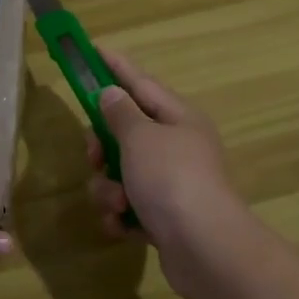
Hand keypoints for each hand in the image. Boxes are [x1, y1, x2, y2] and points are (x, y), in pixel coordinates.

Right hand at [84, 48, 260, 298]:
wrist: (205, 248)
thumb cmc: (171, 179)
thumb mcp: (140, 137)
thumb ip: (120, 113)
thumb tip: (111, 93)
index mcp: (178, 118)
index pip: (140, 83)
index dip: (114, 66)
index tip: (92, 49)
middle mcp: (177, 147)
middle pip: (125, 133)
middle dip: (102, 146)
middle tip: (94, 156)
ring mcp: (171, 184)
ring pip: (121, 173)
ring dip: (108, 188)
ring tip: (117, 202)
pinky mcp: (163, 218)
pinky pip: (128, 206)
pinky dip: (120, 215)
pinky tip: (122, 225)